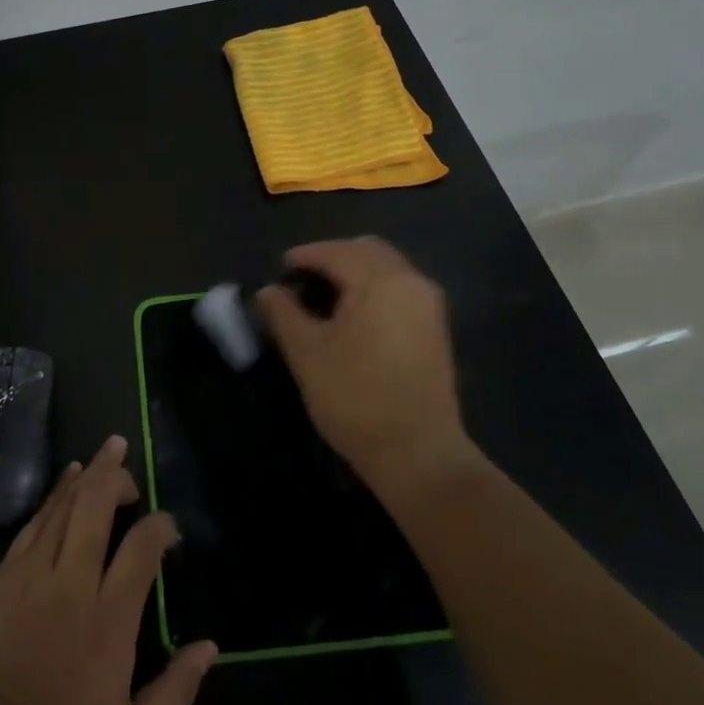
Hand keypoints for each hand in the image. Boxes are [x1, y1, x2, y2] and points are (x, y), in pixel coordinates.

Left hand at [0, 435, 218, 704]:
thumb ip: (175, 691)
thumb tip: (210, 648)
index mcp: (111, 617)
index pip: (142, 549)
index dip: (160, 526)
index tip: (168, 528)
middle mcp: (75, 581)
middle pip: (97, 507)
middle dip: (116, 475)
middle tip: (128, 457)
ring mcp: (35, 573)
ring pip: (65, 506)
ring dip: (88, 474)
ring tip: (106, 451)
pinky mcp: (5, 575)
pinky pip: (35, 522)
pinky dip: (53, 495)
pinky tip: (65, 480)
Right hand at [256, 237, 481, 494]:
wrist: (418, 453)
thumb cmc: (355, 397)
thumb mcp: (307, 353)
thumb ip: (283, 313)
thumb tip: (268, 291)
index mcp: (380, 281)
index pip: (336, 252)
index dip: (304, 256)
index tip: (280, 269)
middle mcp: (411, 282)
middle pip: (367, 251)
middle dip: (332, 258)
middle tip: (302, 280)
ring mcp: (429, 306)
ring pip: (386, 269)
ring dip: (354, 273)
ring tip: (323, 298)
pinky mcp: (435, 330)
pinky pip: (399, 290)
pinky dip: (373, 290)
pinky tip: (352, 317)